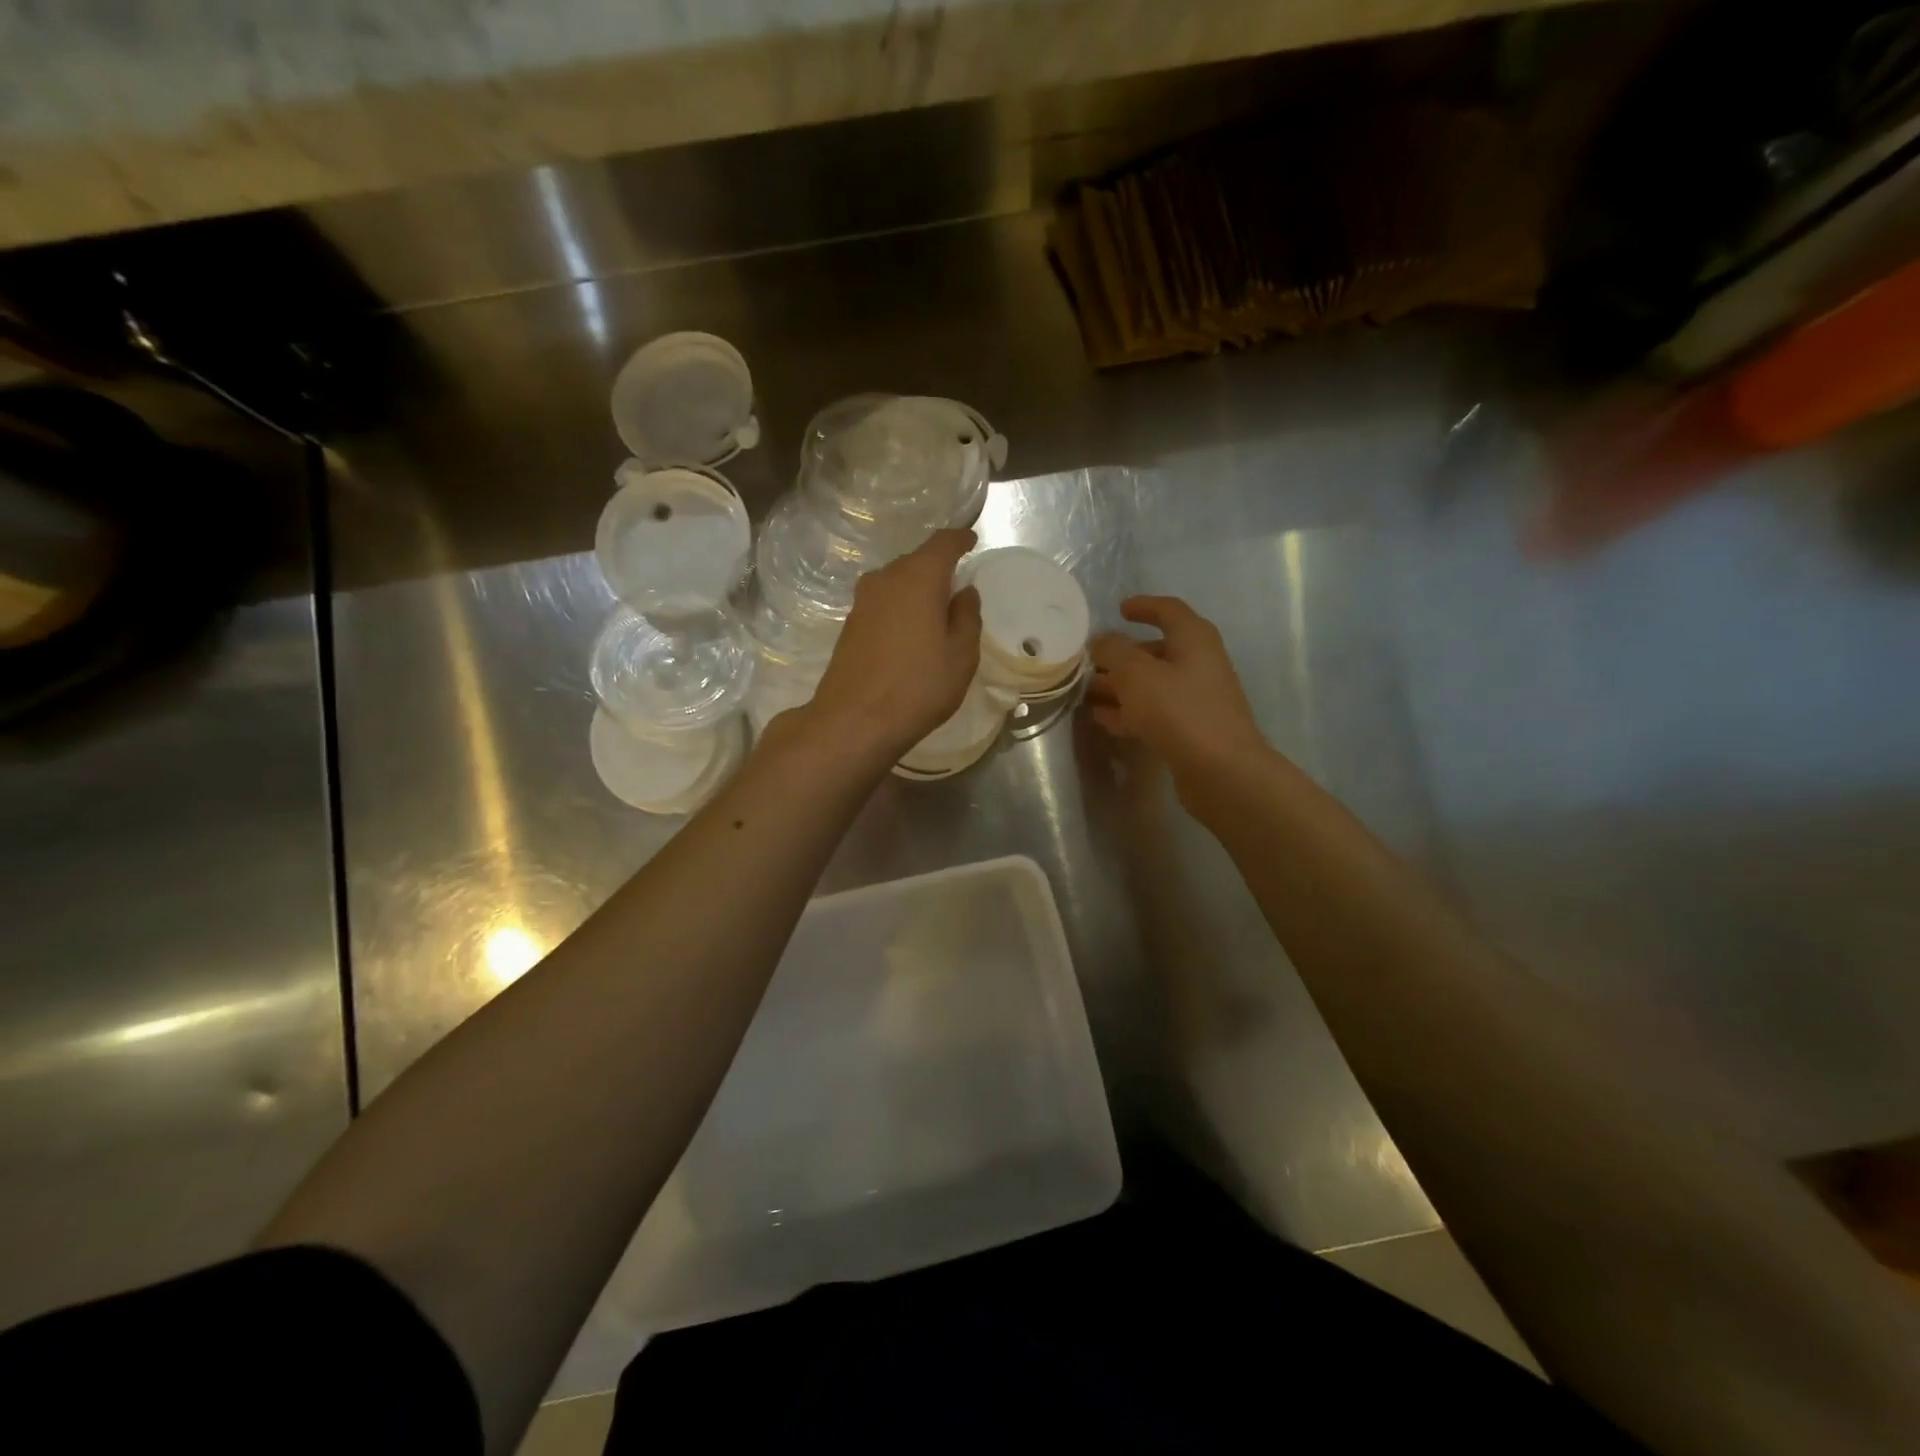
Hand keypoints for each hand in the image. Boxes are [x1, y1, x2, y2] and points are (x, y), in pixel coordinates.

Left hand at [805, 529, 981, 759]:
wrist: (854, 720)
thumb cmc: (918, 686)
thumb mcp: (961, 655)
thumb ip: (967, 616)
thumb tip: (963, 592)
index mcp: (918, 577)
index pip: (943, 543)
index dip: (960, 539)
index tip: (971, 541)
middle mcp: (886, 578)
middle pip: (917, 561)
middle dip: (938, 568)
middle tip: (957, 587)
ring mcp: (862, 601)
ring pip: (897, 582)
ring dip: (917, 590)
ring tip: (935, 612)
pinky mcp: (850, 624)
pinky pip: (883, 603)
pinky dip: (900, 608)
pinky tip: (910, 632)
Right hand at [1087, 597, 1265, 778]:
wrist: (1221, 770)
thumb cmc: (1179, 710)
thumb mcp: (1136, 674)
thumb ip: (1113, 651)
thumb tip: (1101, 641)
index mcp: (1194, 639)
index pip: (1168, 610)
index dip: (1143, 606)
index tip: (1119, 610)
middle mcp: (1200, 663)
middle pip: (1156, 651)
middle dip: (1121, 656)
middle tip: (1089, 662)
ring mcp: (1197, 698)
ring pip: (1152, 684)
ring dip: (1120, 686)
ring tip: (1087, 693)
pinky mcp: (1192, 729)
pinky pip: (1155, 711)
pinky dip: (1130, 711)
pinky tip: (1103, 719)